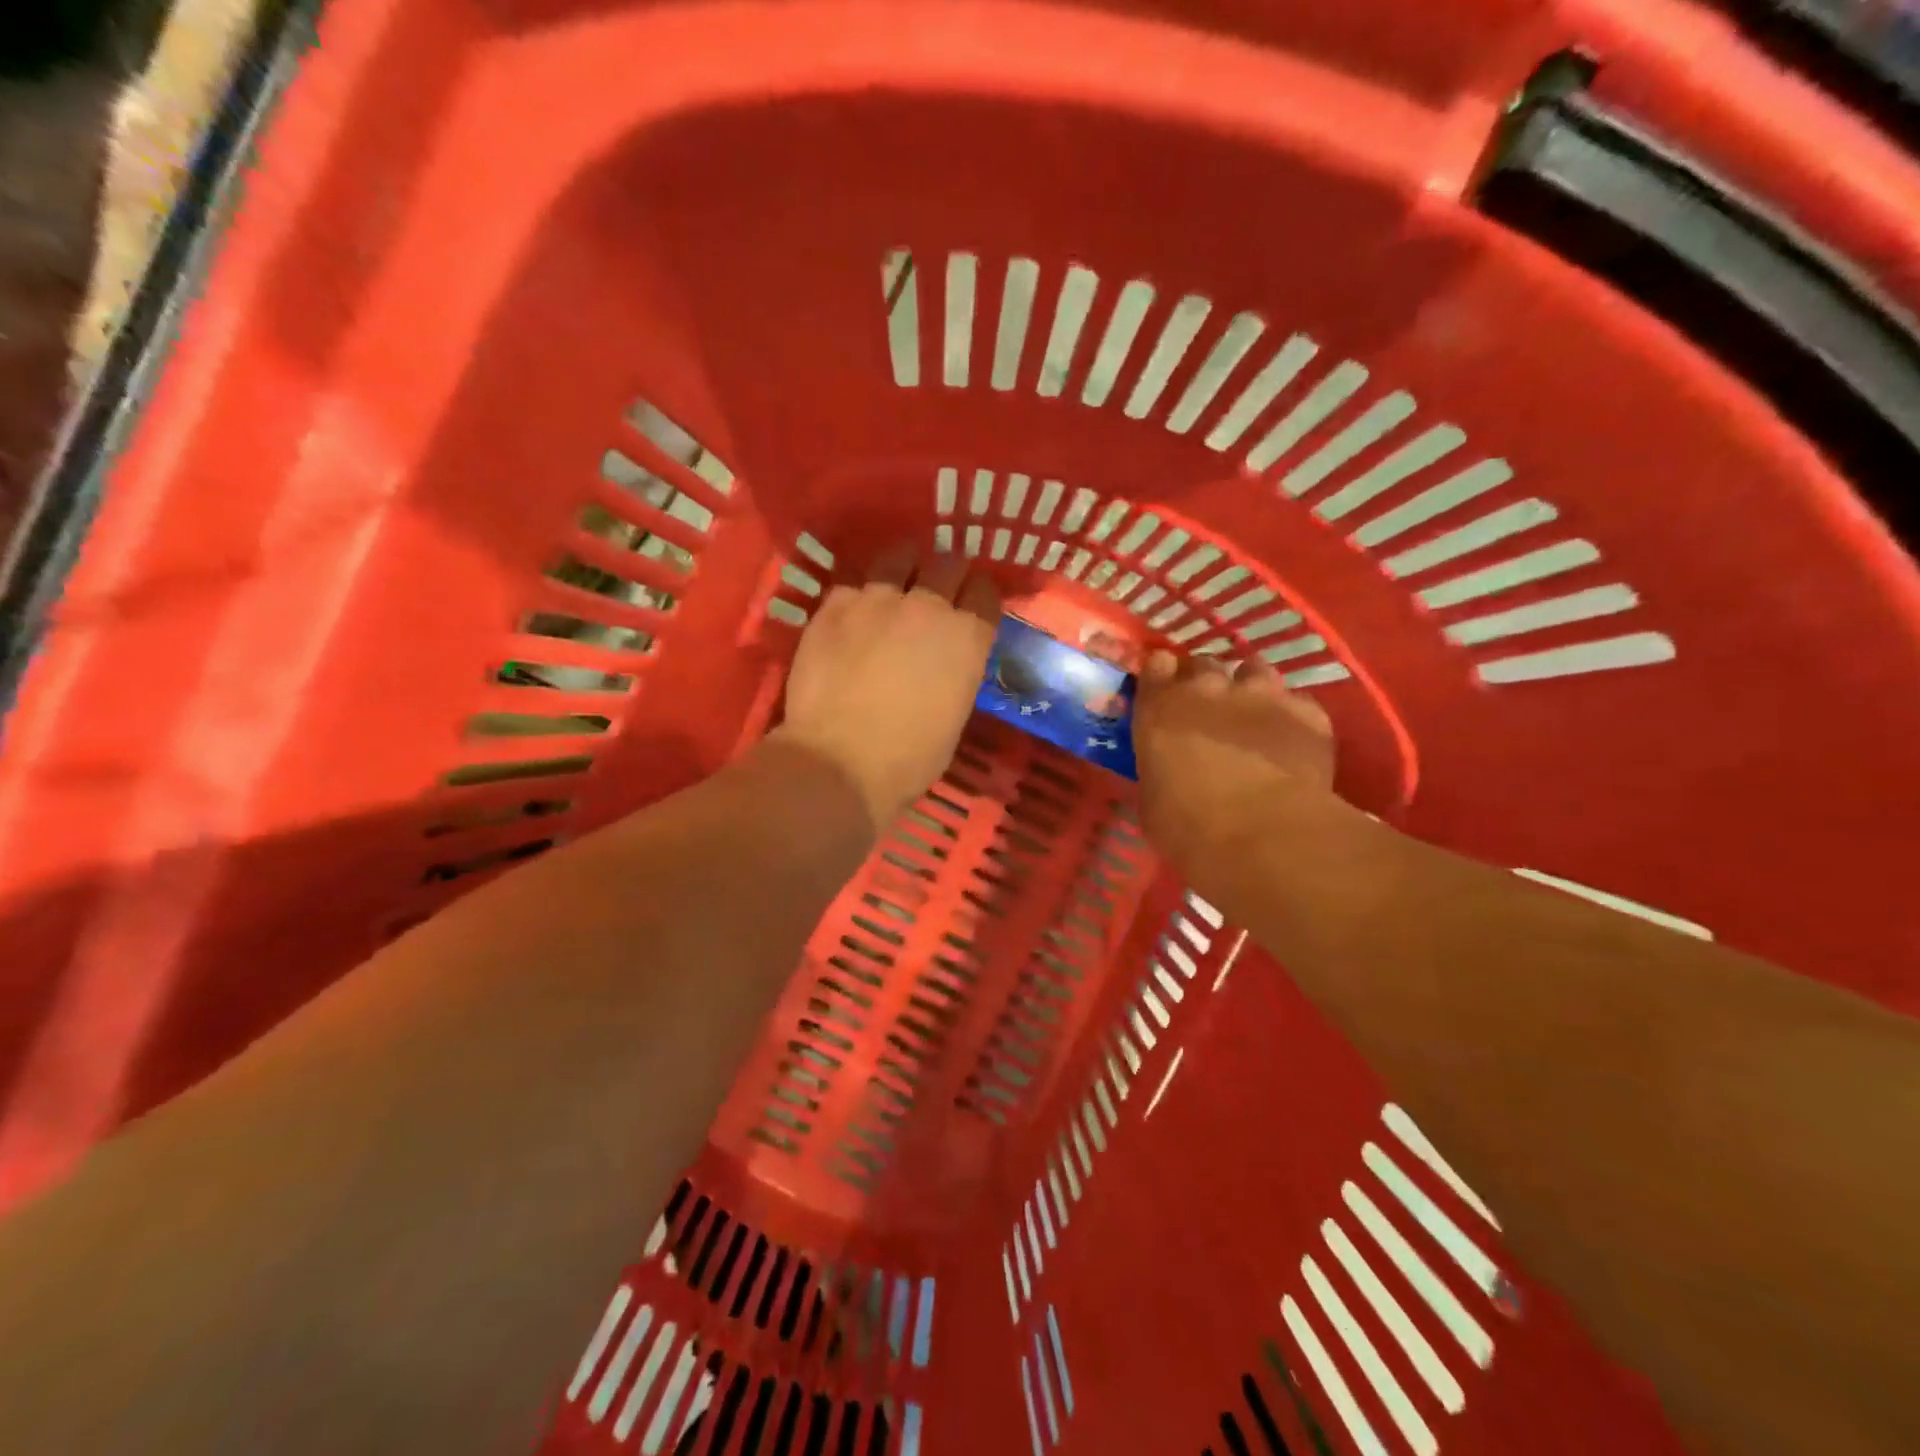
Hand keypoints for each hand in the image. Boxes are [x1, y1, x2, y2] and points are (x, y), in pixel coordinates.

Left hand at [773, 547, 999, 828]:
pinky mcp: (834, 606)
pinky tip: (854, 613)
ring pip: (898, 558)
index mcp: (967, 637)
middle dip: (947, 574)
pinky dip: (860, 595)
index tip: (971, 604)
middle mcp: (928, 606)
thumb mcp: (955, 714)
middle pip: (947, 564)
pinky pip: (853, 585)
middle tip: (937, 589)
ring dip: (904, 568)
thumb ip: (957, 671)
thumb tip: (945, 660)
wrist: (840, 763)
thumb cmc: (910, 757)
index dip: (979, 595)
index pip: (985, 591)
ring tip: (896, 582)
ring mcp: (877, 600)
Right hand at [1133, 651, 1336, 870]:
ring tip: (1252, 712)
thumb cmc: (1189, 826)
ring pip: (1254, 669)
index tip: (1164, 691)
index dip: (1161, 675)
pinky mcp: (1307, 712)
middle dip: (1203, 680)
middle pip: (1203, 663)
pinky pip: (1296, 701)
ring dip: (1248, 685)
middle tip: (1207, 708)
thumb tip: (1165, 767)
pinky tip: (1291, 739)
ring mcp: (1263, 694)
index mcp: (1161, 708)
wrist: (1265, 834)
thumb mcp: (1151, 799)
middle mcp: (1209, 688)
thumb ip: (1157, 767)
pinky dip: (1290, 714)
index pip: (1156, 665)